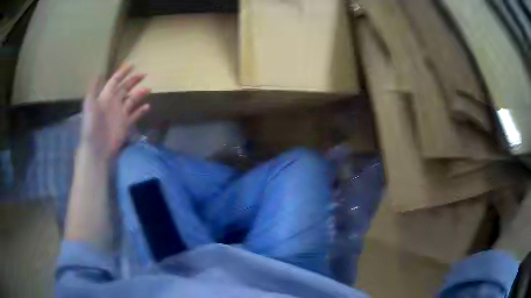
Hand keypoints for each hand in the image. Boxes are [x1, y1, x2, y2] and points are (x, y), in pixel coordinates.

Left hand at [80, 65, 150, 158]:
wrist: (96, 148)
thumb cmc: (91, 125)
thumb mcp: (89, 104)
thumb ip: (94, 88)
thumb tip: (99, 72)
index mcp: (105, 97)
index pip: (115, 81)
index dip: (122, 72)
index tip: (132, 65)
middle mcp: (114, 103)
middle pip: (125, 88)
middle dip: (133, 80)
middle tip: (144, 74)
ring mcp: (120, 114)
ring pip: (132, 100)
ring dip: (139, 94)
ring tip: (148, 89)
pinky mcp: (125, 125)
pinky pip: (135, 115)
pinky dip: (141, 111)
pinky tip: (148, 106)